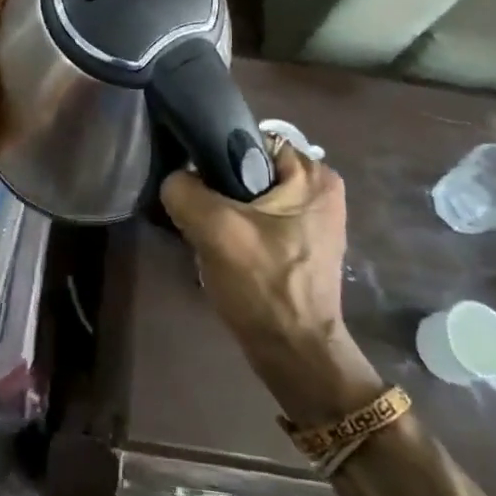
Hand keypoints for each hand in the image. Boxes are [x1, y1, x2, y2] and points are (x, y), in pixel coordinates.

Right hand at [160, 144, 382, 422]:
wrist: (294, 357)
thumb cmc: (264, 286)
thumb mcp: (215, 229)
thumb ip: (184, 190)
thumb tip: (175, 179)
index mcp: (313, 174)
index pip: (250, 138)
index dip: (216, 155)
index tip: (194, 180)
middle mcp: (320, 188)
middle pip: (248, 167)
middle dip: (219, 187)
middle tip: (198, 213)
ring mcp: (313, 219)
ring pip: (249, 196)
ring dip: (225, 212)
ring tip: (207, 234)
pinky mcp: (301, 244)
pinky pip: (258, 219)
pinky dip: (238, 230)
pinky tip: (222, 251)